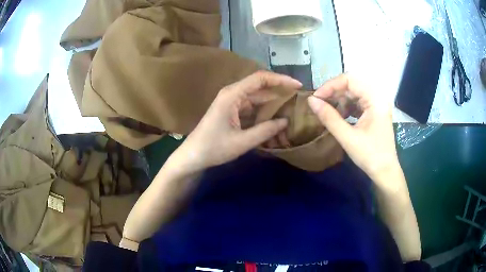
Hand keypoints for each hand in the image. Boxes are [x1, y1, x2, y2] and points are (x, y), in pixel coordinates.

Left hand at [173, 71, 301, 171]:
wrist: (193, 156)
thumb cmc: (214, 148)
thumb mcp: (242, 142)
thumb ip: (266, 130)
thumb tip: (285, 121)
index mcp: (232, 95)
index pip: (260, 79)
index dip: (280, 79)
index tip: (298, 86)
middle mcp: (232, 93)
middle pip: (260, 86)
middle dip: (279, 91)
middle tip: (298, 99)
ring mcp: (231, 102)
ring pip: (257, 97)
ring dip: (272, 103)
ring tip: (291, 109)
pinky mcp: (231, 110)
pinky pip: (251, 107)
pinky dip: (263, 112)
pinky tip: (275, 118)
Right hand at [307, 74, 399, 181]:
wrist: (385, 172)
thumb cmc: (370, 156)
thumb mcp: (348, 137)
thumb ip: (329, 117)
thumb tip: (311, 101)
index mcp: (375, 99)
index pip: (350, 80)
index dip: (331, 85)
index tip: (316, 98)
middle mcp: (377, 97)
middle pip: (351, 85)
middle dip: (334, 93)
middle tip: (319, 104)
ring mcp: (376, 105)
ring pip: (353, 93)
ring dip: (339, 100)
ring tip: (328, 112)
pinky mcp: (374, 112)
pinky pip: (357, 102)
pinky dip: (346, 107)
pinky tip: (339, 117)